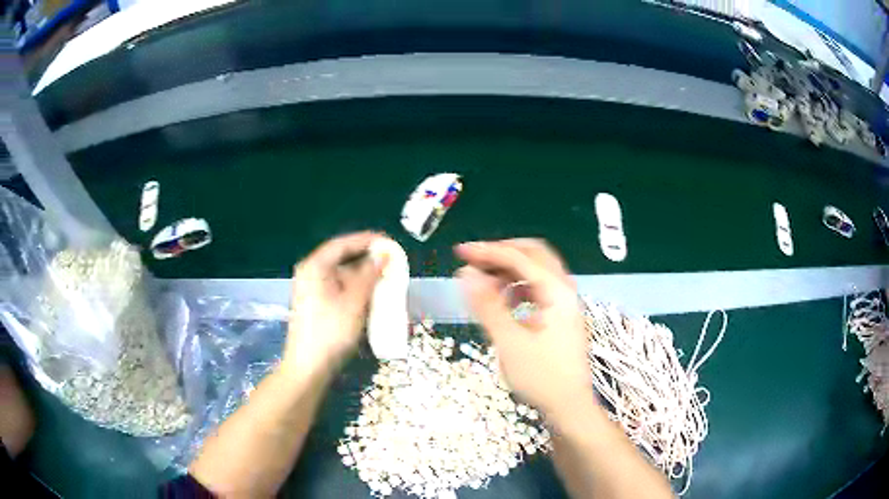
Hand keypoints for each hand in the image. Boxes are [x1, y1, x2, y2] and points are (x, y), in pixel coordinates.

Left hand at [284, 232, 385, 376]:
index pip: (342, 244)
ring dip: (363, 278)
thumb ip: (369, 275)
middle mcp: (310, 274)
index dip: (366, 240)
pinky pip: (338, 290)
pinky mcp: (316, 305)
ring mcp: (311, 291)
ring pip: (341, 276)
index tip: (388, 241)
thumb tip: (383, 254)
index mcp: (315, 267)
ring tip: (386, 280)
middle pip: (341, 259)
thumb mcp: (354, 302)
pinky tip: (371, 298)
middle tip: (390, 263)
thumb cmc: (330, 331)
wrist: (308, 367)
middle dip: (366, 261)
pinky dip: (355, 290)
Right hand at [455, 239, 594, 417]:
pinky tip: (503, 300)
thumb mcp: (509, 342)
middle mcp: (564, 290)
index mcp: (556, 291)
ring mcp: (564, 303)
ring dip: (510, 269)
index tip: (460, 252)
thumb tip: (466, 273)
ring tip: (483, 280)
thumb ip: (488, 305)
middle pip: (534, 254)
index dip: (489, 251)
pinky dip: (518, 286)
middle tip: (474, 260)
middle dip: (502, 252)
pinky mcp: (560, 316)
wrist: (569, 406)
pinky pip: (538, 288)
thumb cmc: (541, 377)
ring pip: (537, 270)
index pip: (520, 258)